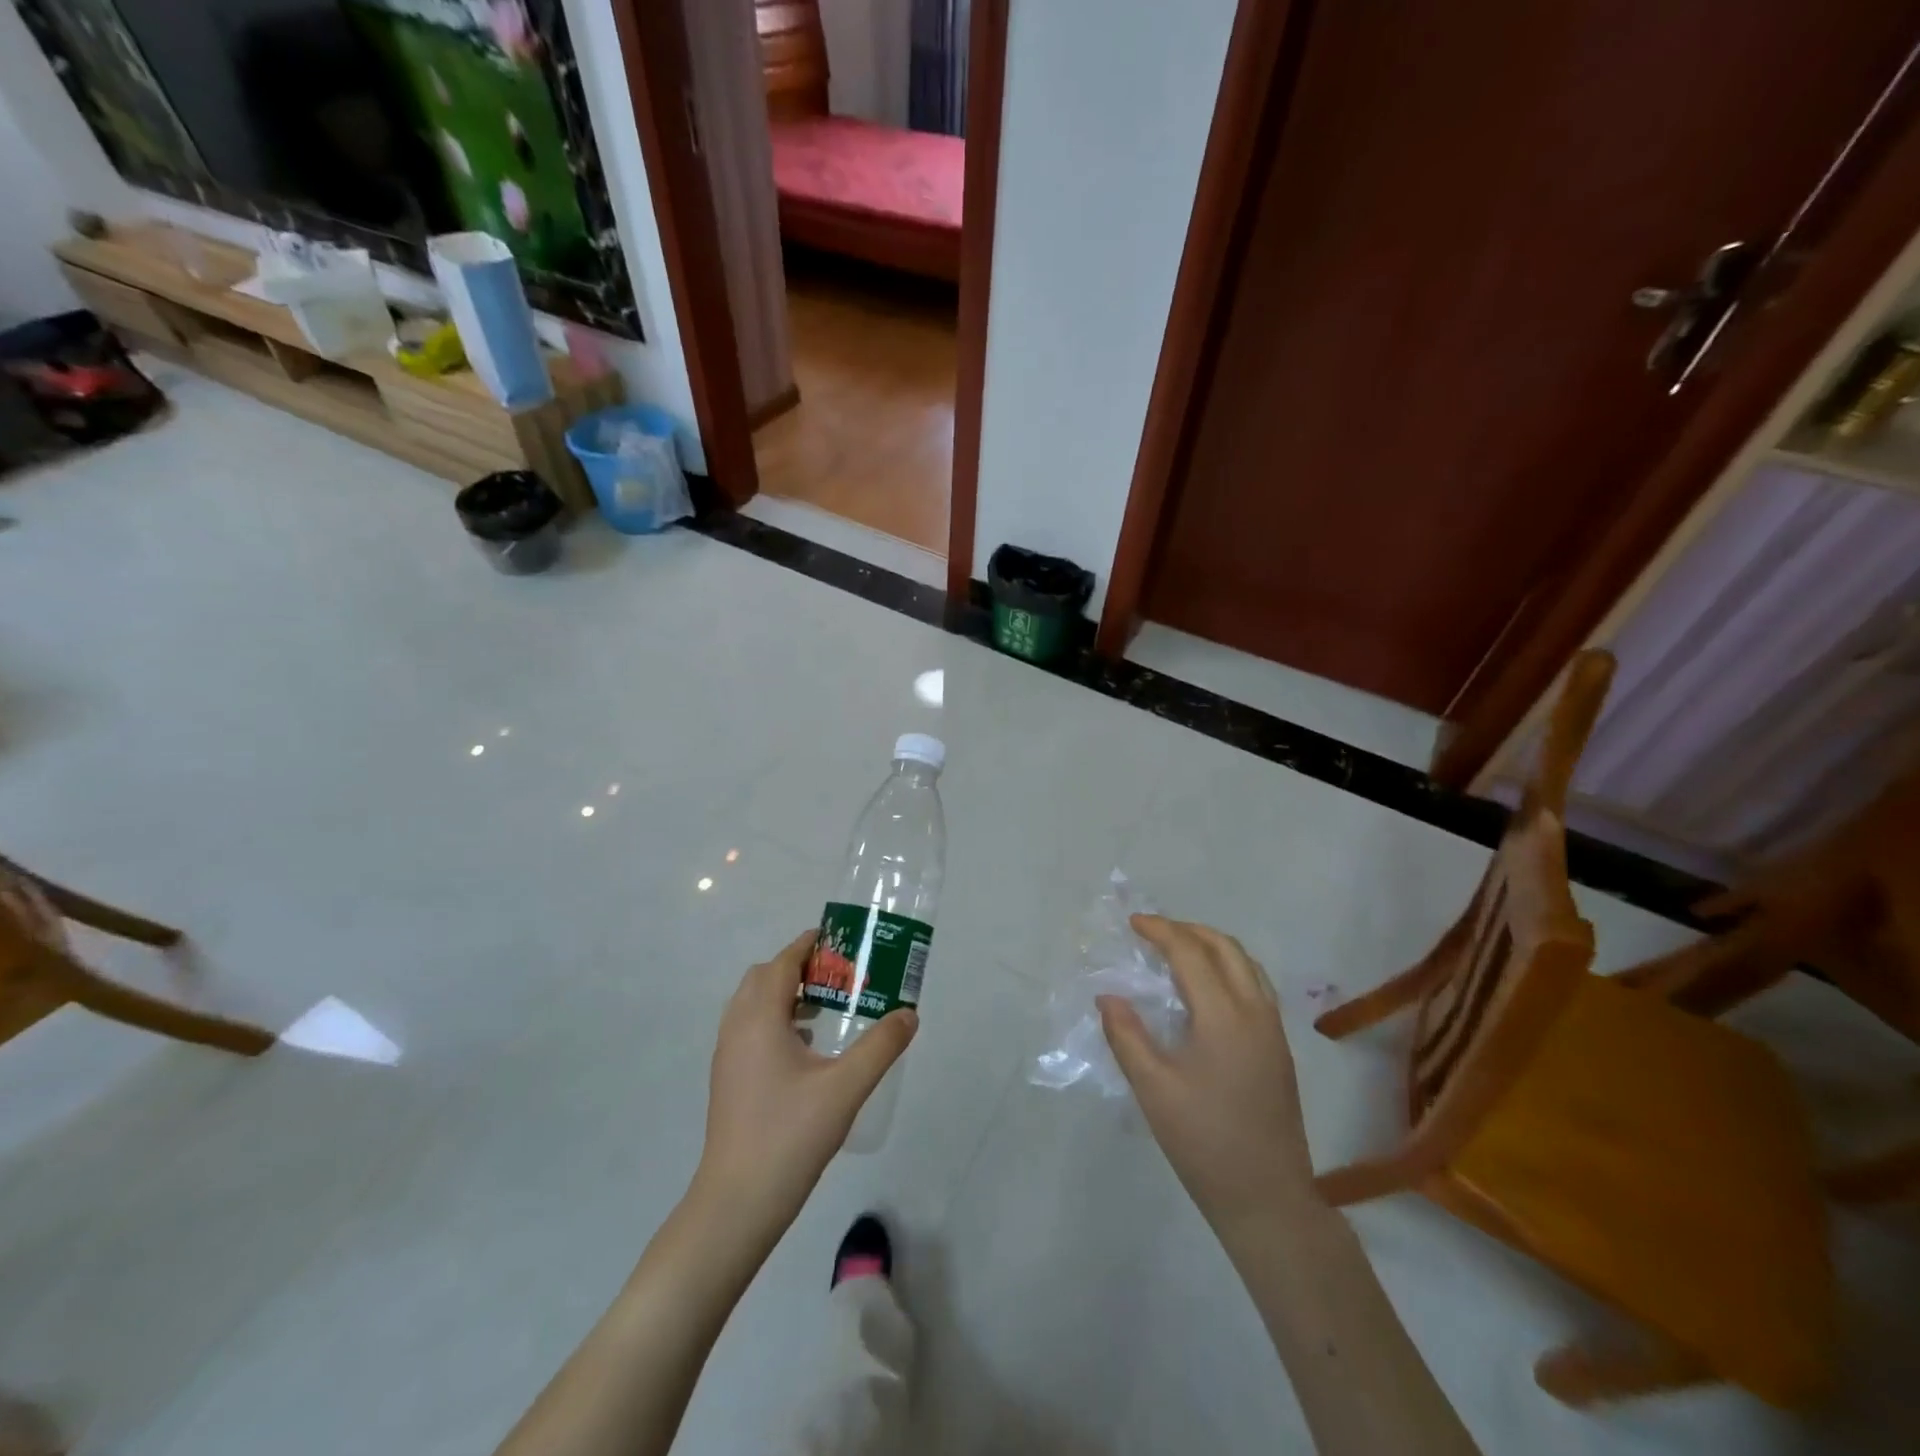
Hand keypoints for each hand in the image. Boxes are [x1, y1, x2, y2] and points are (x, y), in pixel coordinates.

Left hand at [693, 931, 917, 1238]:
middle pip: (765, 977)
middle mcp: (737, 1027)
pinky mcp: (728, 1079)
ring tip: (826, 1009)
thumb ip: (881, 1046)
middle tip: (839, 978)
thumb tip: (909, 1013)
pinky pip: (750, 1029)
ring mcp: (727, 1055)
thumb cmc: (790, 1136)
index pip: (783, 962)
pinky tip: (806, 1050)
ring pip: (754, 1004)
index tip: (843, 942)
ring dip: (786, 994)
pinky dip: (775, 1021)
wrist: (736, 1203)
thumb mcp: (846, 1088)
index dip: (810, 945)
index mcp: (760, 1018)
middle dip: (800, 967)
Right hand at [1099, 915, 1317, 1232]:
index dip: (1161, 931)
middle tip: (1153, 932)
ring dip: (1212, 945)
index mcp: (1224, 1016)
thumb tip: (1108, 996)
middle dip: (1188, 930)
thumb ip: (1127, 1035)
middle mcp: (1255, 1011)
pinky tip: (1206, 989)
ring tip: (1178, 951)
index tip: (1133, 923)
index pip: (1191, 953)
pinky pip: (1255, 985)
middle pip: (1226, 947)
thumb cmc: (1204, 1142)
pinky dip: (1229, 968)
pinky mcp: (1279, 1047)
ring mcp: (1273, 1029)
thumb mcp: (1153, 1089)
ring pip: (1247, 964)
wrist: (1268, 1199)